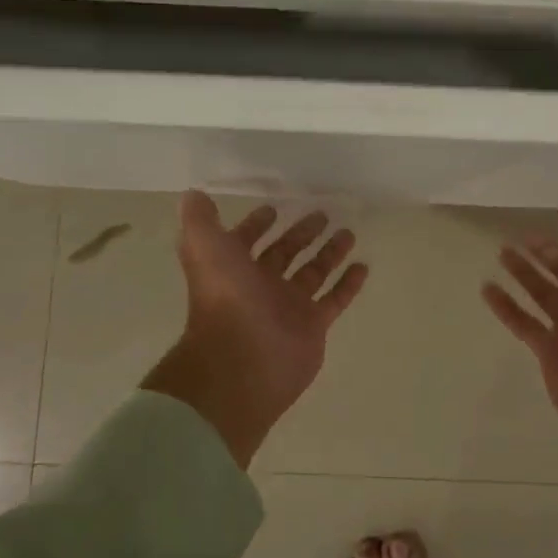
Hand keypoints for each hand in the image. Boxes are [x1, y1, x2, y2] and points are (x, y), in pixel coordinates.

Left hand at [143, 192, 368, 467]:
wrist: (243, 362)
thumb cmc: (226, 300)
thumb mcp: (204, 248)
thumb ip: (200, 220)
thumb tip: (194, 194)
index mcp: (234, 268)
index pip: (246, 241)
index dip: (256, 225)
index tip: (274, 209)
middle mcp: (261, 286)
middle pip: (284, 254)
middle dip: (301, 234)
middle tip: (322, 214)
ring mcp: (289, 307)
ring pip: (313, 273)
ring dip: (329, 253)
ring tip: (349, 233)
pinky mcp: (313, 325)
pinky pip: (335, 299)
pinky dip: (348, 284)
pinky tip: (363, 266)